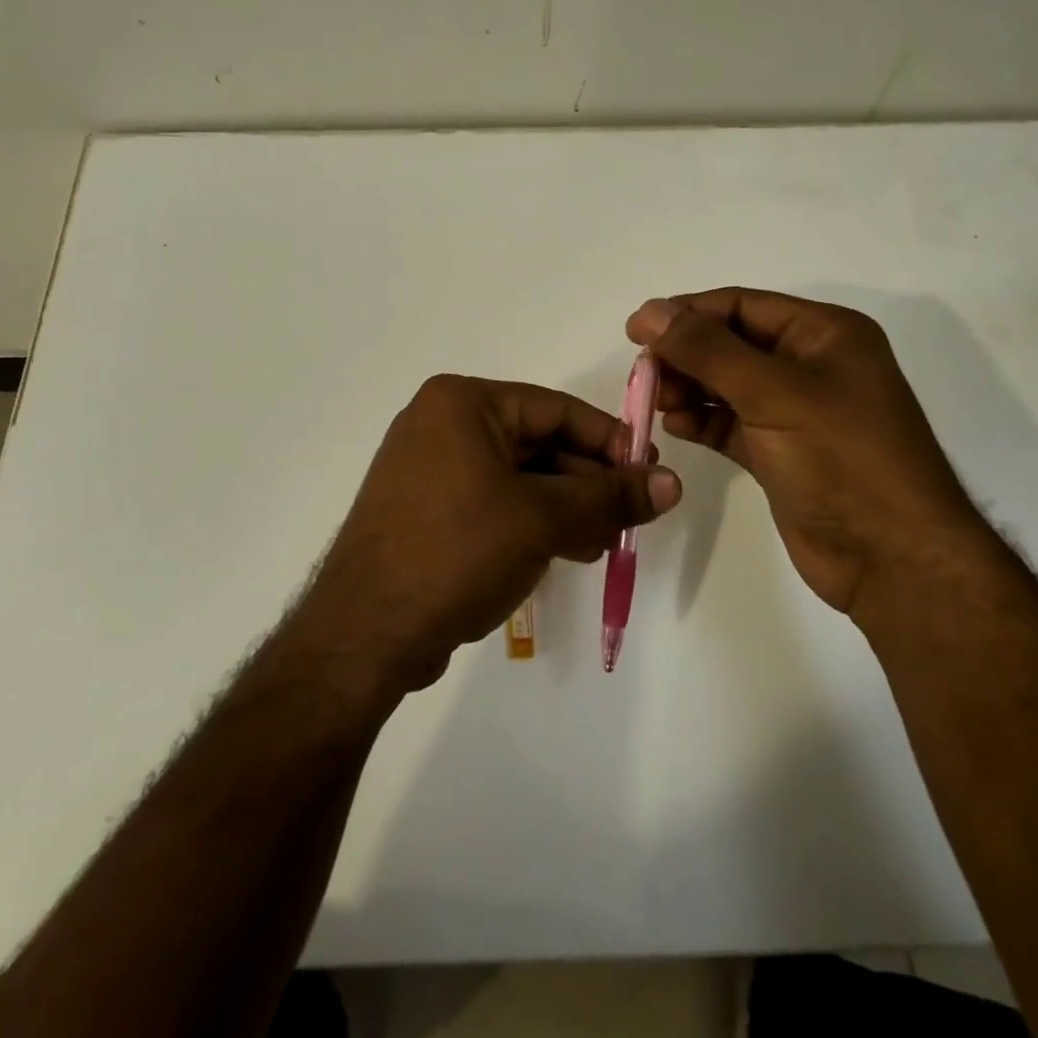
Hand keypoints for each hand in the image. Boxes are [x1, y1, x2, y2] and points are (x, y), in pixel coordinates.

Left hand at [298, 374, 681, 693]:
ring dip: (566, 507)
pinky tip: (568, 551)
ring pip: (518, 476)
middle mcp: (441, 424)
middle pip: (538, 442)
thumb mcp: (542, 518)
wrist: (365, 633)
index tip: (649, 474)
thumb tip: (672, 483)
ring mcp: (429, 468)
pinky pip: (493, 501)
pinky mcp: (426, 510)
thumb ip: (610, 497)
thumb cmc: (457, 552)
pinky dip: (532, 522)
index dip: (609, 440)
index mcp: (462, 404)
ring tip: (605, 543)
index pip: (555, 409)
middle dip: (588, 482)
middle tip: (632, 516)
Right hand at [626, 289, 984, 615]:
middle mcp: (810, 365)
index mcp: (824, 334)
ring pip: (726, 385)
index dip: (686, 313)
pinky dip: (702, 422)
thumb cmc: (841, 459)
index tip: (635, 330)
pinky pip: (730, 424)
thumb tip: (650, 310)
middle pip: (730, 344)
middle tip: (642, 376)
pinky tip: (675, 426)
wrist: (892, 559)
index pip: (742, 306)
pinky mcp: (780, 452)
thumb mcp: (773, 393)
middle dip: (684, 355)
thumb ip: (707, 350)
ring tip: (656, 403)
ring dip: (688, 389)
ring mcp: (795, 411)